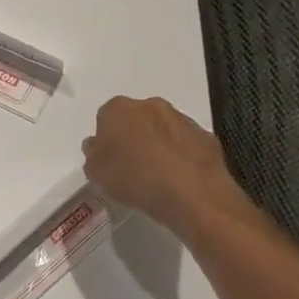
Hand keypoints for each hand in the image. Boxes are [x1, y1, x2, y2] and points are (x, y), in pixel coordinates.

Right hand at [82, 95, 247, 230]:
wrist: (191, 193)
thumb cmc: (134, 178)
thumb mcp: (96, 173)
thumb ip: (93, 155)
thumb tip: (97, 146)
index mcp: (118, 109)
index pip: (105, 118)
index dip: (106, 139)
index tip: (108, 159)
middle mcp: (150, 105)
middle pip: (135, 119)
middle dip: (132, 136)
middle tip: (130, 165)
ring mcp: (181, 118)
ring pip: (162, 129)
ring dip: (157, 144)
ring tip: (156, 175)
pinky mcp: (205, 136)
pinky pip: (185, 143)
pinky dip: (180, 155)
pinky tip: (178, 177)